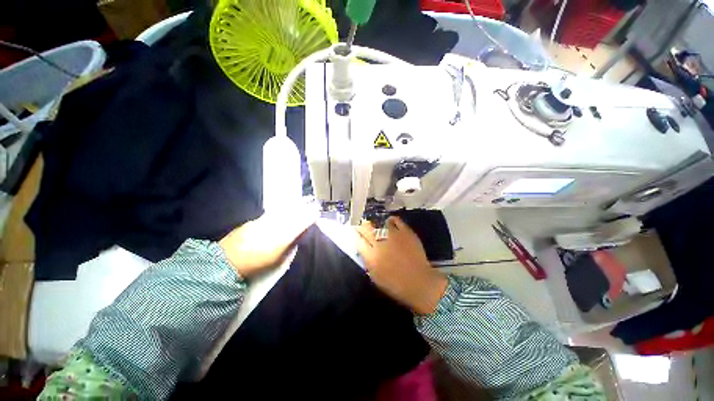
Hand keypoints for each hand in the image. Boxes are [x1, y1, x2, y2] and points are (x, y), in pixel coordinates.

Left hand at [219, 204, 317, 277]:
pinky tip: (283, 211)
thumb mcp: (278, 261)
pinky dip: (280, 212)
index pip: (300, 224)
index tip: (317, 213)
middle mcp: (275, 227)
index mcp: (282, 238)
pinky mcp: (255, 221)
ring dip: (294, 208)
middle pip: (293, 215)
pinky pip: (272, 214)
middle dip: (305, 209)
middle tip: (313, 205)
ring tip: (302, 203)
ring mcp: (264, 222)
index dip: (310, 217)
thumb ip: (289, 248)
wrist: (227, 262)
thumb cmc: (256, 266)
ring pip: (283, 212)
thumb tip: (296, 239)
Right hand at [355, 217, 447, 314]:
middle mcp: (380, 243)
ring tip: (374, 221)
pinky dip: (392, 219)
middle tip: (361, 223)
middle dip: (361, 225)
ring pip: (380, 223)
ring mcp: (394, 236)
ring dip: (375, 222)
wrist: (420, 283)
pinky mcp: (406, 233)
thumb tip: (364, 250)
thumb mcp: (376, 278)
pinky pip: (396, 221)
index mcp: (371, 256)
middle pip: (367, 229)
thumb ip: (368, 262)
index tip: (353, 230)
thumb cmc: (396, 285)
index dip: (354, 233)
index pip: (358, 240)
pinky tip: (389, 220)